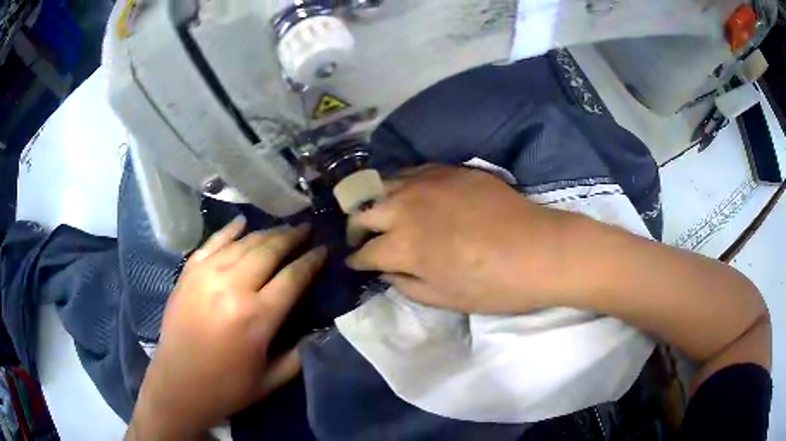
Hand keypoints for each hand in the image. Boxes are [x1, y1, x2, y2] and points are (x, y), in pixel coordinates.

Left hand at [127, 217, 325, 439]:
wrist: (178, 385)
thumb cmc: (227, 387)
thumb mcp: (273, 380)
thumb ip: (301, 353)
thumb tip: (319, 328)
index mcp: (257, 317)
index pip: (293, 277)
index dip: (312, 261)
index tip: (325, 249)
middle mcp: (232, 288)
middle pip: (269, 250)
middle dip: (292, 237)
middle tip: (307, 228)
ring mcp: (206, 276)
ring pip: (243, 243)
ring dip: (266, 232)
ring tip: (282, 227)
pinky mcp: (188, 273)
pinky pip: (212, 243)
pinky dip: (229, 230)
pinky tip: (242, 222)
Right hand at [347, 165, 570, 313]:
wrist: (539, 250)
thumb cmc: (492, 285)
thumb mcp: (444, 299)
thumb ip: (406, 284)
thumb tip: (386, 271)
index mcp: (402, 245)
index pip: (364, 251)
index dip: (356, 260)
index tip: (354, 263)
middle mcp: (406, 207)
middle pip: (363, 211)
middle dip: (356, 227)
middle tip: (363, 238)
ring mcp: (428, 183)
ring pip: (383, 184)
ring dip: (376, 202)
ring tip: (382, 214)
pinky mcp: (450, 170)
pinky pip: (413, 171)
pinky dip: (403, 185)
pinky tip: (412, 195)